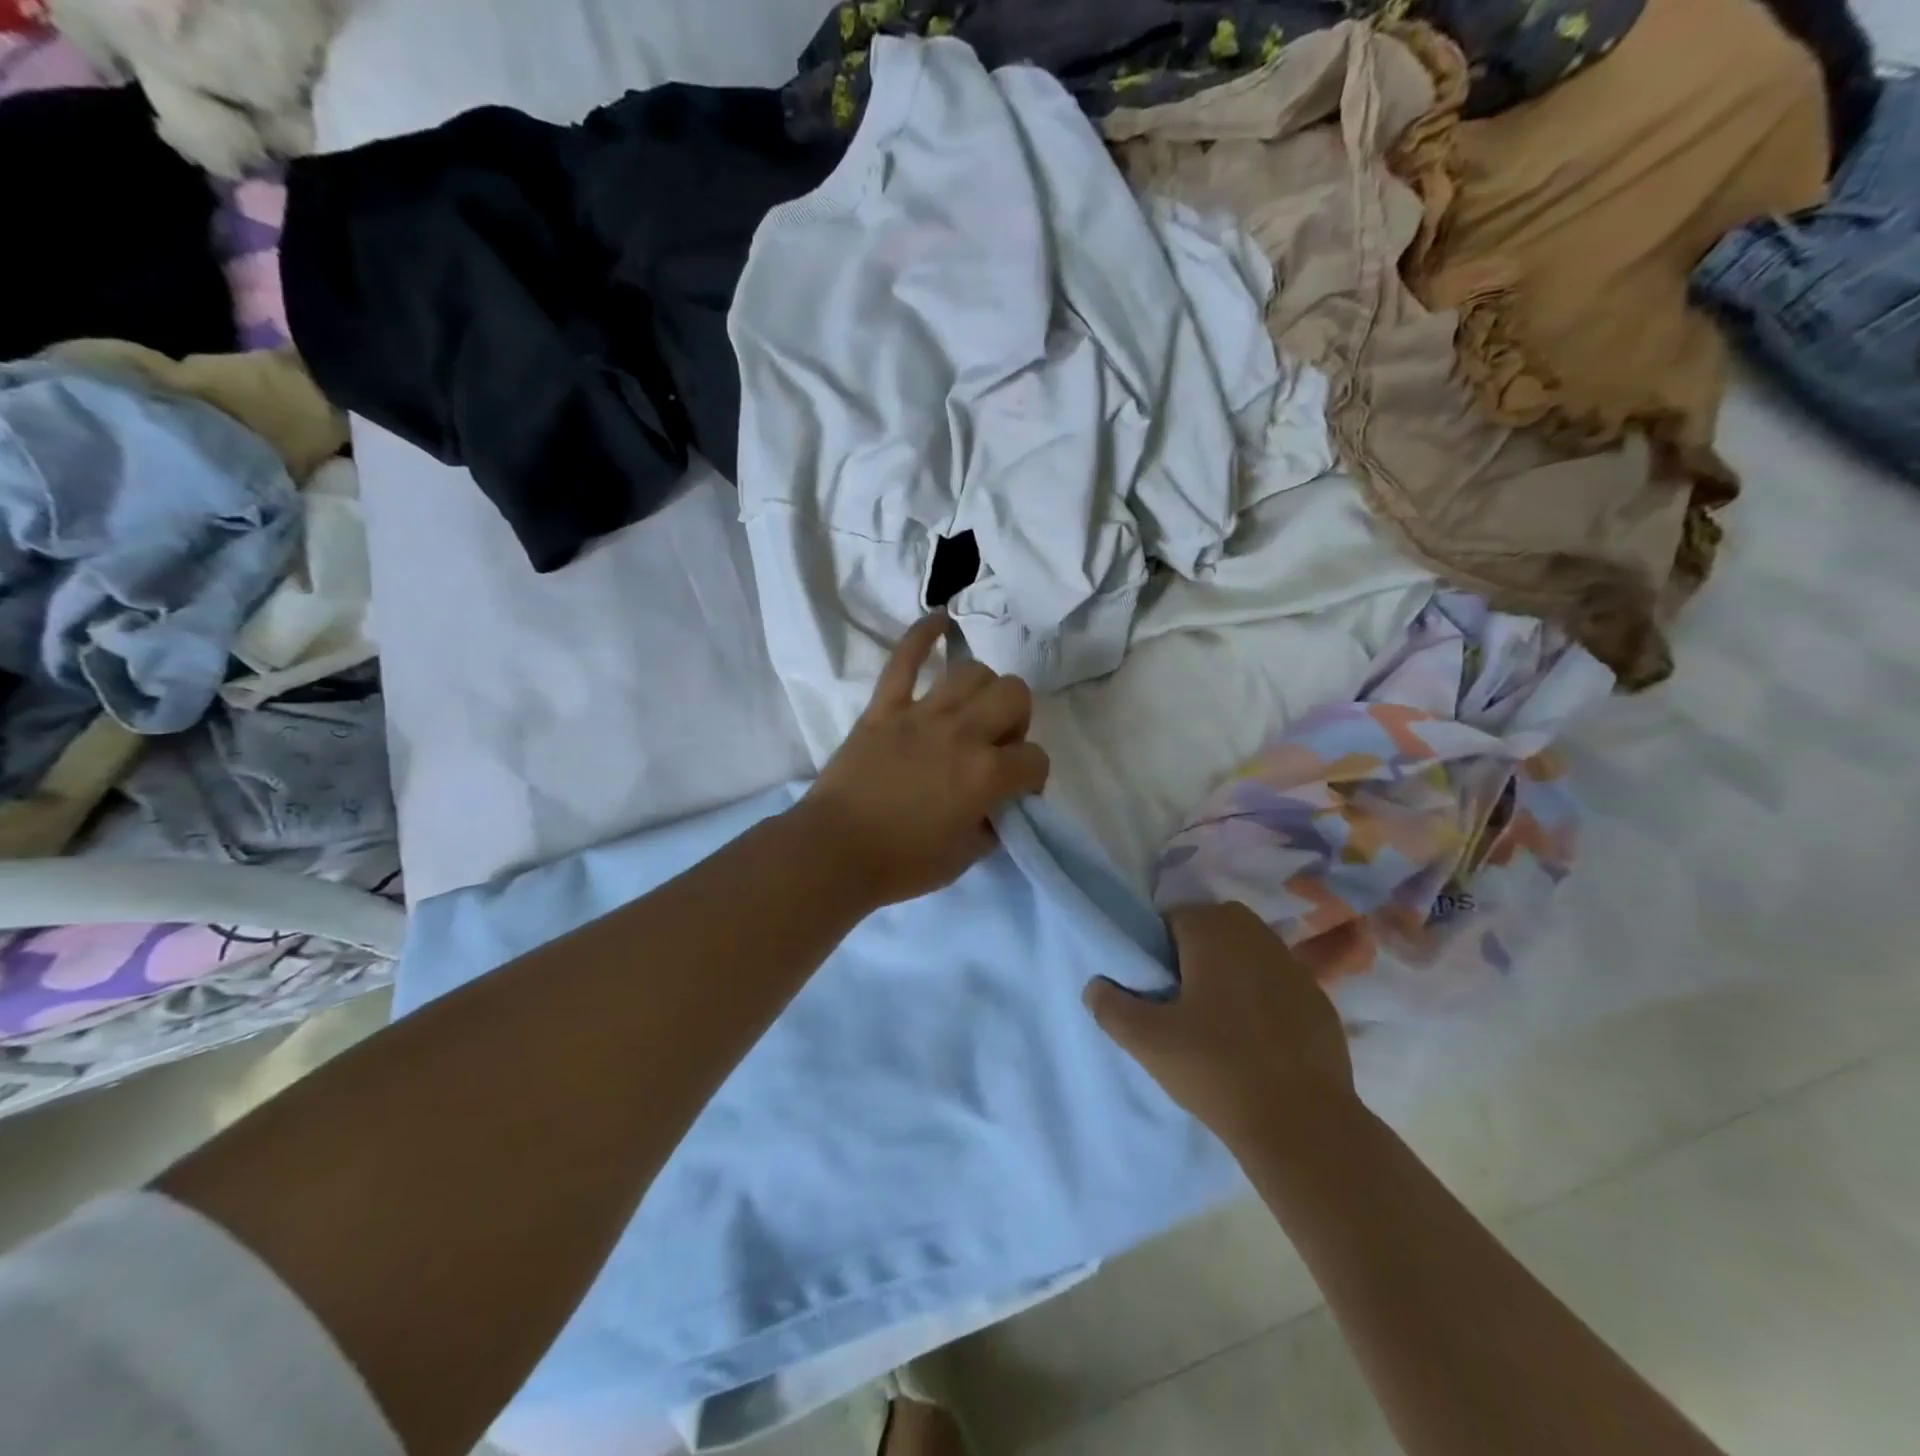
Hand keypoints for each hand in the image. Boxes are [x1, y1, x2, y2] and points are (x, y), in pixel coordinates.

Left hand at [798, 613, 1050, 908]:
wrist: (833, 852)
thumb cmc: (901, 863)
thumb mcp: (966, 857)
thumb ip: (993, 824)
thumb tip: (998, 804)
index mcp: (985, 775)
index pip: (1036, 759)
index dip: (1033, 778)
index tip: (1016, 793)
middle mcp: (961, 734)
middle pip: (1014, 694)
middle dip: (1017, 720)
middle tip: (995, 746)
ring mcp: (920, 714)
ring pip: (971, 672)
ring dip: (982, 690)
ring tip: (970, 711)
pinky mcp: (884, 708)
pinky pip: (904, 659)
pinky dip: (922, 635)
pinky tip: (939, 621)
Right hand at [1085, 902, 1354, 1151]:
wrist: (1302, 1123)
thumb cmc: (1216, 1068)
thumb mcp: (1147, 1041)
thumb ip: (1111, 1007)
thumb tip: (1095, 986)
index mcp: (1214, 932)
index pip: (1174, 917)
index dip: (1159, 948)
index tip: (1156, 986)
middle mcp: (1257, 936)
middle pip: (1215, 928)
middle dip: (1196, 952)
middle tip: (1182, 999)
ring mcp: (1294, 967)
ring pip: (1250, 953)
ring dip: (1232, 972)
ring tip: (1218, 1019)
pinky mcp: (1320, 1000)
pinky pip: (1279, 985)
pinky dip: (1264, 998)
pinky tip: (1257, 1039)